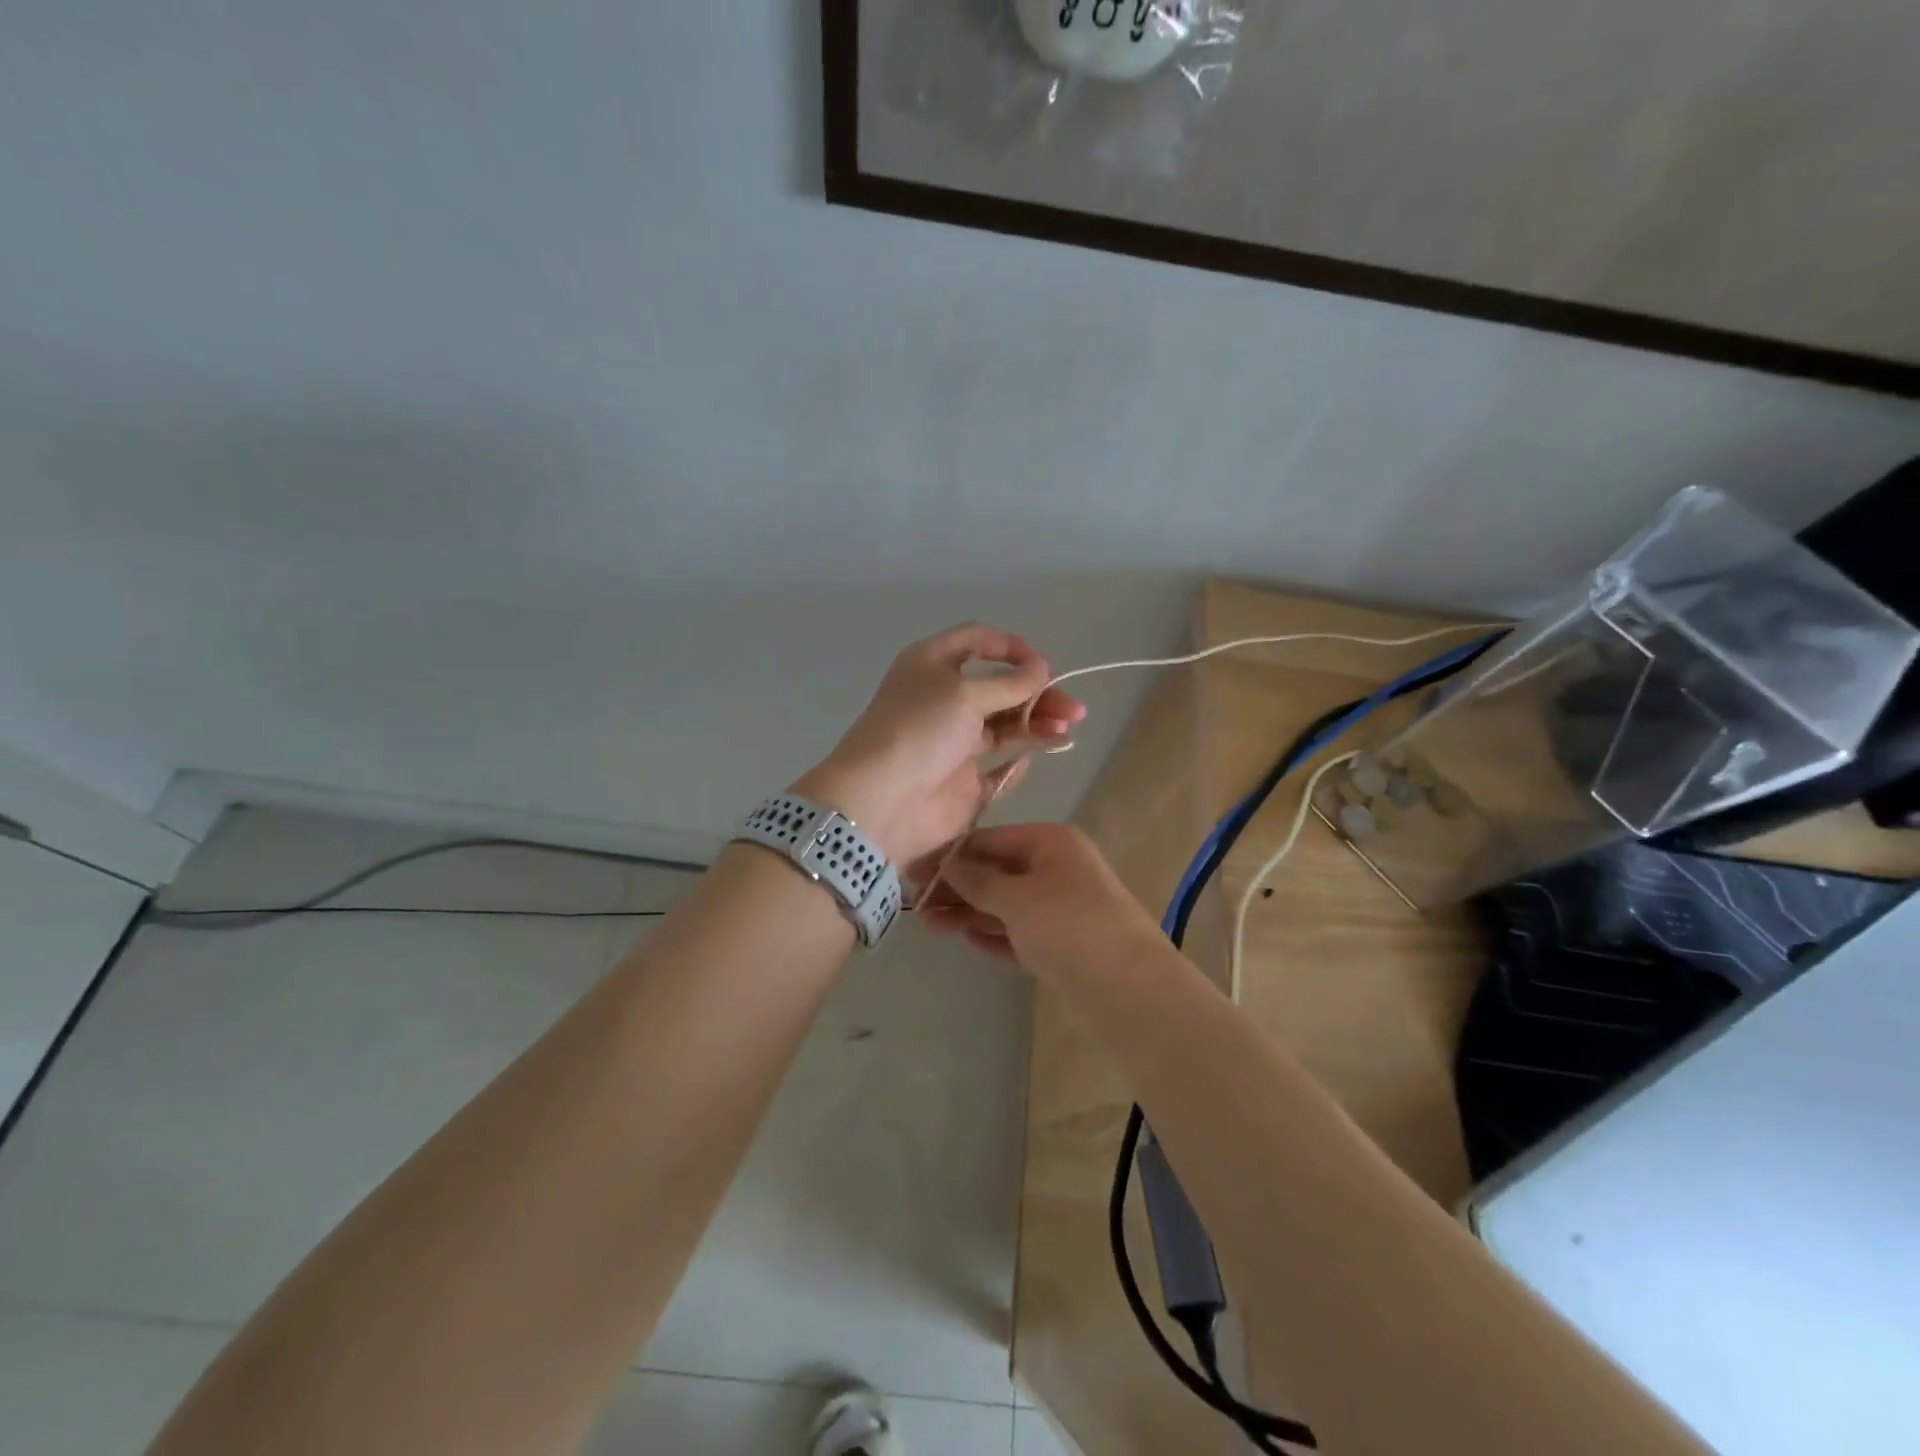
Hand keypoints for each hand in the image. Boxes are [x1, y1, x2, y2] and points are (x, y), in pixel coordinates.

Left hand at [792, 624, 1085, 887]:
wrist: (881, 802)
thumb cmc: (920, 732)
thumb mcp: (965, 694)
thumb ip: (1010, 684)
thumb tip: (1042, 670)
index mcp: (932, 665)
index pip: (977, 642)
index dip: (1012, 648)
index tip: (1043, 666)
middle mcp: (943, 699)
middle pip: (999, 687)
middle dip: (1037, 693)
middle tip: (1073, 709)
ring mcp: (953, 742)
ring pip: (1004, 725)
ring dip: (1036, 723)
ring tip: (1066, 729)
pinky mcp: (962, 780)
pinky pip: (999, 766)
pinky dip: (1020, 758)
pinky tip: (1039, 753)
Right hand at [920, 822, 1159, 977]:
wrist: (1128, 987)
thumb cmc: (1068, 925)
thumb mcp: (1016, 897)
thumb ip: (977, 880)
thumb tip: (947, 865)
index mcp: (1051, 842)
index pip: (991, 839)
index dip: (951, 854)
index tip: (913, 870)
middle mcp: (1057, 868)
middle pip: (997, 871)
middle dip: (957, 886)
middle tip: (914, 902)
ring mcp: (1061, 907)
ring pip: (1005, 904)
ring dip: (968, 912)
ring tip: (926, 923)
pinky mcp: (1062, 943)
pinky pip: (1019, 932)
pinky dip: (993, 934)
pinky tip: (965, 940)